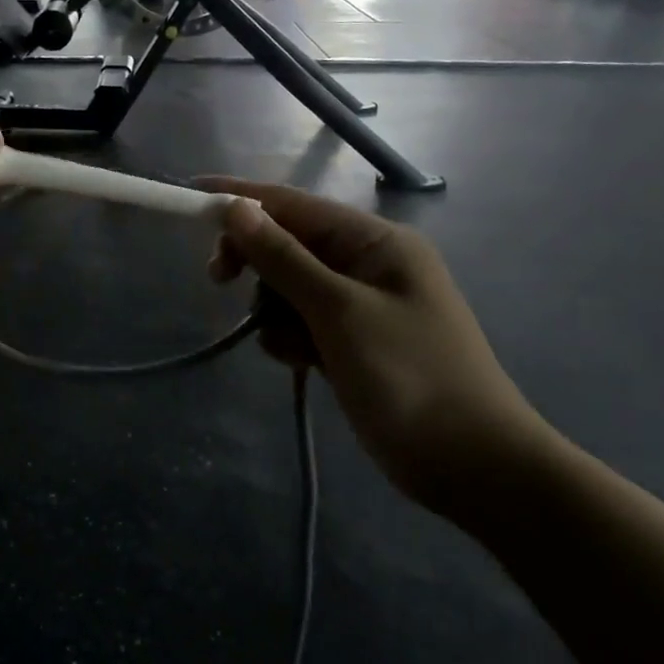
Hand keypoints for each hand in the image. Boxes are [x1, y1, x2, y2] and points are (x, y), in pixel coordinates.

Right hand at [200, 178, 551, 516]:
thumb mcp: (339, 312)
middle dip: (256, 262)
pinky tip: (304, 364)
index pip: (294, 205)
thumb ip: (284, 258)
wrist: (472, 465)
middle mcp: (368, 264)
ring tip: (295, 347)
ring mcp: (361, 305)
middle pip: (289, 244)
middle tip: (218, 282)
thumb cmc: (409, 377)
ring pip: (289, 288)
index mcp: (375, 242)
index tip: (192, 198)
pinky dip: (292, 337)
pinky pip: (303, 322)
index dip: (241, 199)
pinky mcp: (353, 342)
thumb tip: (237, 209)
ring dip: (275, 310)